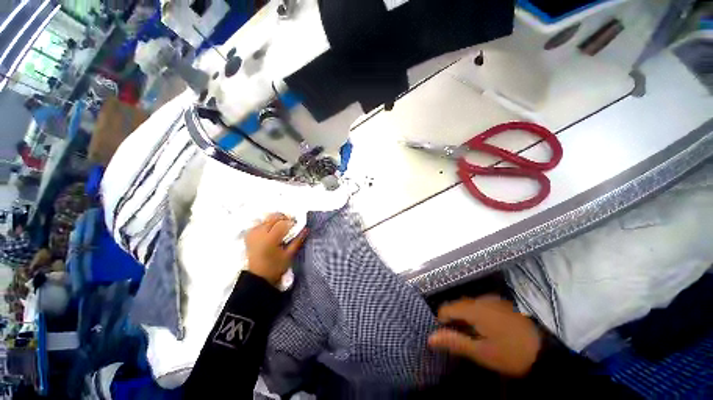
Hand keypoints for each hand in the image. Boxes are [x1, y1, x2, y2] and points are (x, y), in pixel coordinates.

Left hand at [245, 213, 307, 285]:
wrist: (258, 277)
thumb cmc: (275, 268)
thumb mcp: (289, 255)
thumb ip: (298, 241)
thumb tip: (306, 229)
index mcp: (270, 239)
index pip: (283, 223)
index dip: (292, 222)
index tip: (297, 226)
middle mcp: (259, 233)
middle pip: (273, 217)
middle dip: (284, 218)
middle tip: (291, 225)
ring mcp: (252, 233)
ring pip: (266, 218)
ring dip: (276, 220)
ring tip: (281, 227)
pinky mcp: (249, 235)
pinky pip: (259, 223)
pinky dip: (266, 223)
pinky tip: (271, 230)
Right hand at [428, 296, 541, 376]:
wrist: (545, 353)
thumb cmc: (510, 354)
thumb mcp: (481, 352)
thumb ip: (454, 342)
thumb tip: (430, 338)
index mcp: (474, 308)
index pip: (446, 308)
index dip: (441, 322)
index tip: (446, 338)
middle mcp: (481, 299)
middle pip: (457, 305)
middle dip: (454, 320)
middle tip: (459, 339)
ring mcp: (492, 300)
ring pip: (468, 305)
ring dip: (464, 318)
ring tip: (471, 336)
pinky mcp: (501, 304)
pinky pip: (479, 306)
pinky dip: (475, 316)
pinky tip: (484, 330)